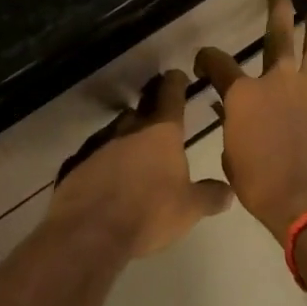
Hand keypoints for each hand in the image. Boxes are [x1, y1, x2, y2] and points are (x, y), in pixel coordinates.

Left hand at [47, 69, 232, 258]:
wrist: (90, 229)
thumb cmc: (149, 212)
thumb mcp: (189, 209)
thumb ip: (209, 196)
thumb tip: (228, 191)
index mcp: (161, 131)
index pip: (170, 93)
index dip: (176, 82)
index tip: (178, 76)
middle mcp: (130, 127)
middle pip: (142, 106)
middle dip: (151, 102)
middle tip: (159, 106)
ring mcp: (100, 142)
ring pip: (117, 128)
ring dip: (127, 133)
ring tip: (135, 146)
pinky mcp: (78, 161)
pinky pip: (96, 153)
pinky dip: (104, 157)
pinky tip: (108, 173)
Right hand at [196, 0, 306, 244]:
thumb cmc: (264, 189)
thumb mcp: (233, 161)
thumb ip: (232, 131)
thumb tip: (229, 113)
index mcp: (244, 95)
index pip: (218, 62)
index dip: (207, 58)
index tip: (205, 61)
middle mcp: (279, 80)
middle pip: (277, 34)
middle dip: (276, 11)